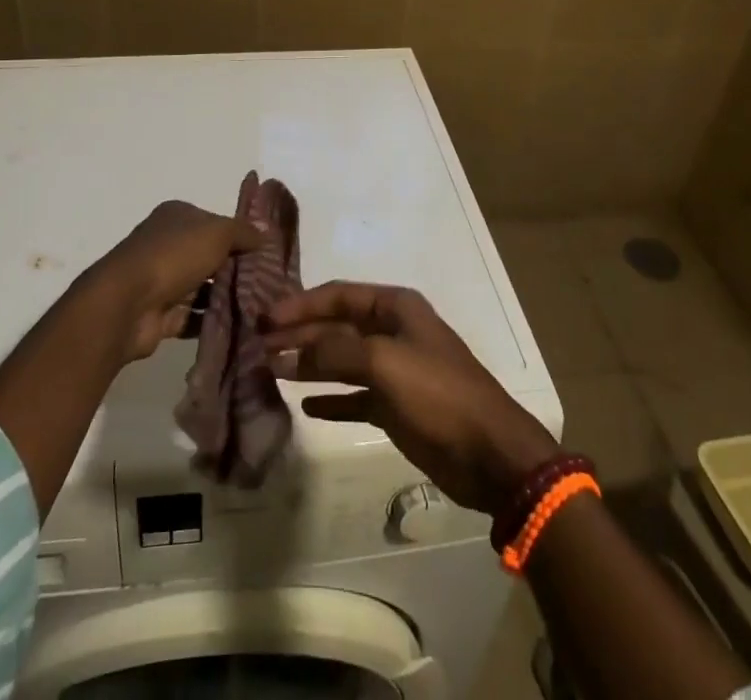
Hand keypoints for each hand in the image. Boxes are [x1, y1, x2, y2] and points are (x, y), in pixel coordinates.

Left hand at [89, 200, 263, 361]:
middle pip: (210, 256)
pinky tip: (241, 326)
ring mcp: (163, 280)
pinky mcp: (162, 314)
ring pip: (203, 287)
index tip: (266, 253)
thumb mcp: (217, 232)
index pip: (215, 222)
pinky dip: (213, 320)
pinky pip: (194, 316)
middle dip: (236, 269)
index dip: (239, 235)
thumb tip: (265, 233)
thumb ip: (243, 232)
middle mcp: (168, 244)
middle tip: (268, 284)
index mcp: (177, 216)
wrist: (128, 304)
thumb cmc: (173, 256)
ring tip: (261, 308)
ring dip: (227, 297)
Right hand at [265, 281, 560, 514]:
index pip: (337, 295)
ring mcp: (394, 370)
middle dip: (300, 334)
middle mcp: (392, 332)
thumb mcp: (385, 362)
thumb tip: (292, 348)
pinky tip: (305, 404)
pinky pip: (354, 396)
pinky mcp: (395, 406)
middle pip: (336, 326)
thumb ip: (336, 350)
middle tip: (260, 345)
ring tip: (271, 370)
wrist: (491, 454)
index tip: (265, 317)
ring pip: (341, 360)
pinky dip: (331, 398)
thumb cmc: (439, 394)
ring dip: (309, 364)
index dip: (300, 304)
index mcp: (395, 307)